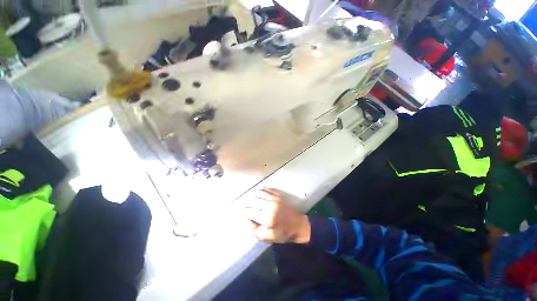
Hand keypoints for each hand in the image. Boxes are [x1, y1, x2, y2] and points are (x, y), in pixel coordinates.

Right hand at [242, 189, 310, 243]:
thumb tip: (245, 221)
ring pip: (258, 192)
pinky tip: (258, 195)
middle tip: (245, 207)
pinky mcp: (278, 194)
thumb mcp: (267, 237)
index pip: (249, 211)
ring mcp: (274, 197)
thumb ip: (254, 230)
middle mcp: (270, 204)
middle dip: (246, 203)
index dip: (244, 213)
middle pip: (252, 200)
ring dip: (252, 196)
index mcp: (267, 217)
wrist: (298, 225)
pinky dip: (260, 191)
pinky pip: (266, 189)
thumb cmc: (282, 233)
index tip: (242, 214)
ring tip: (250, 200)